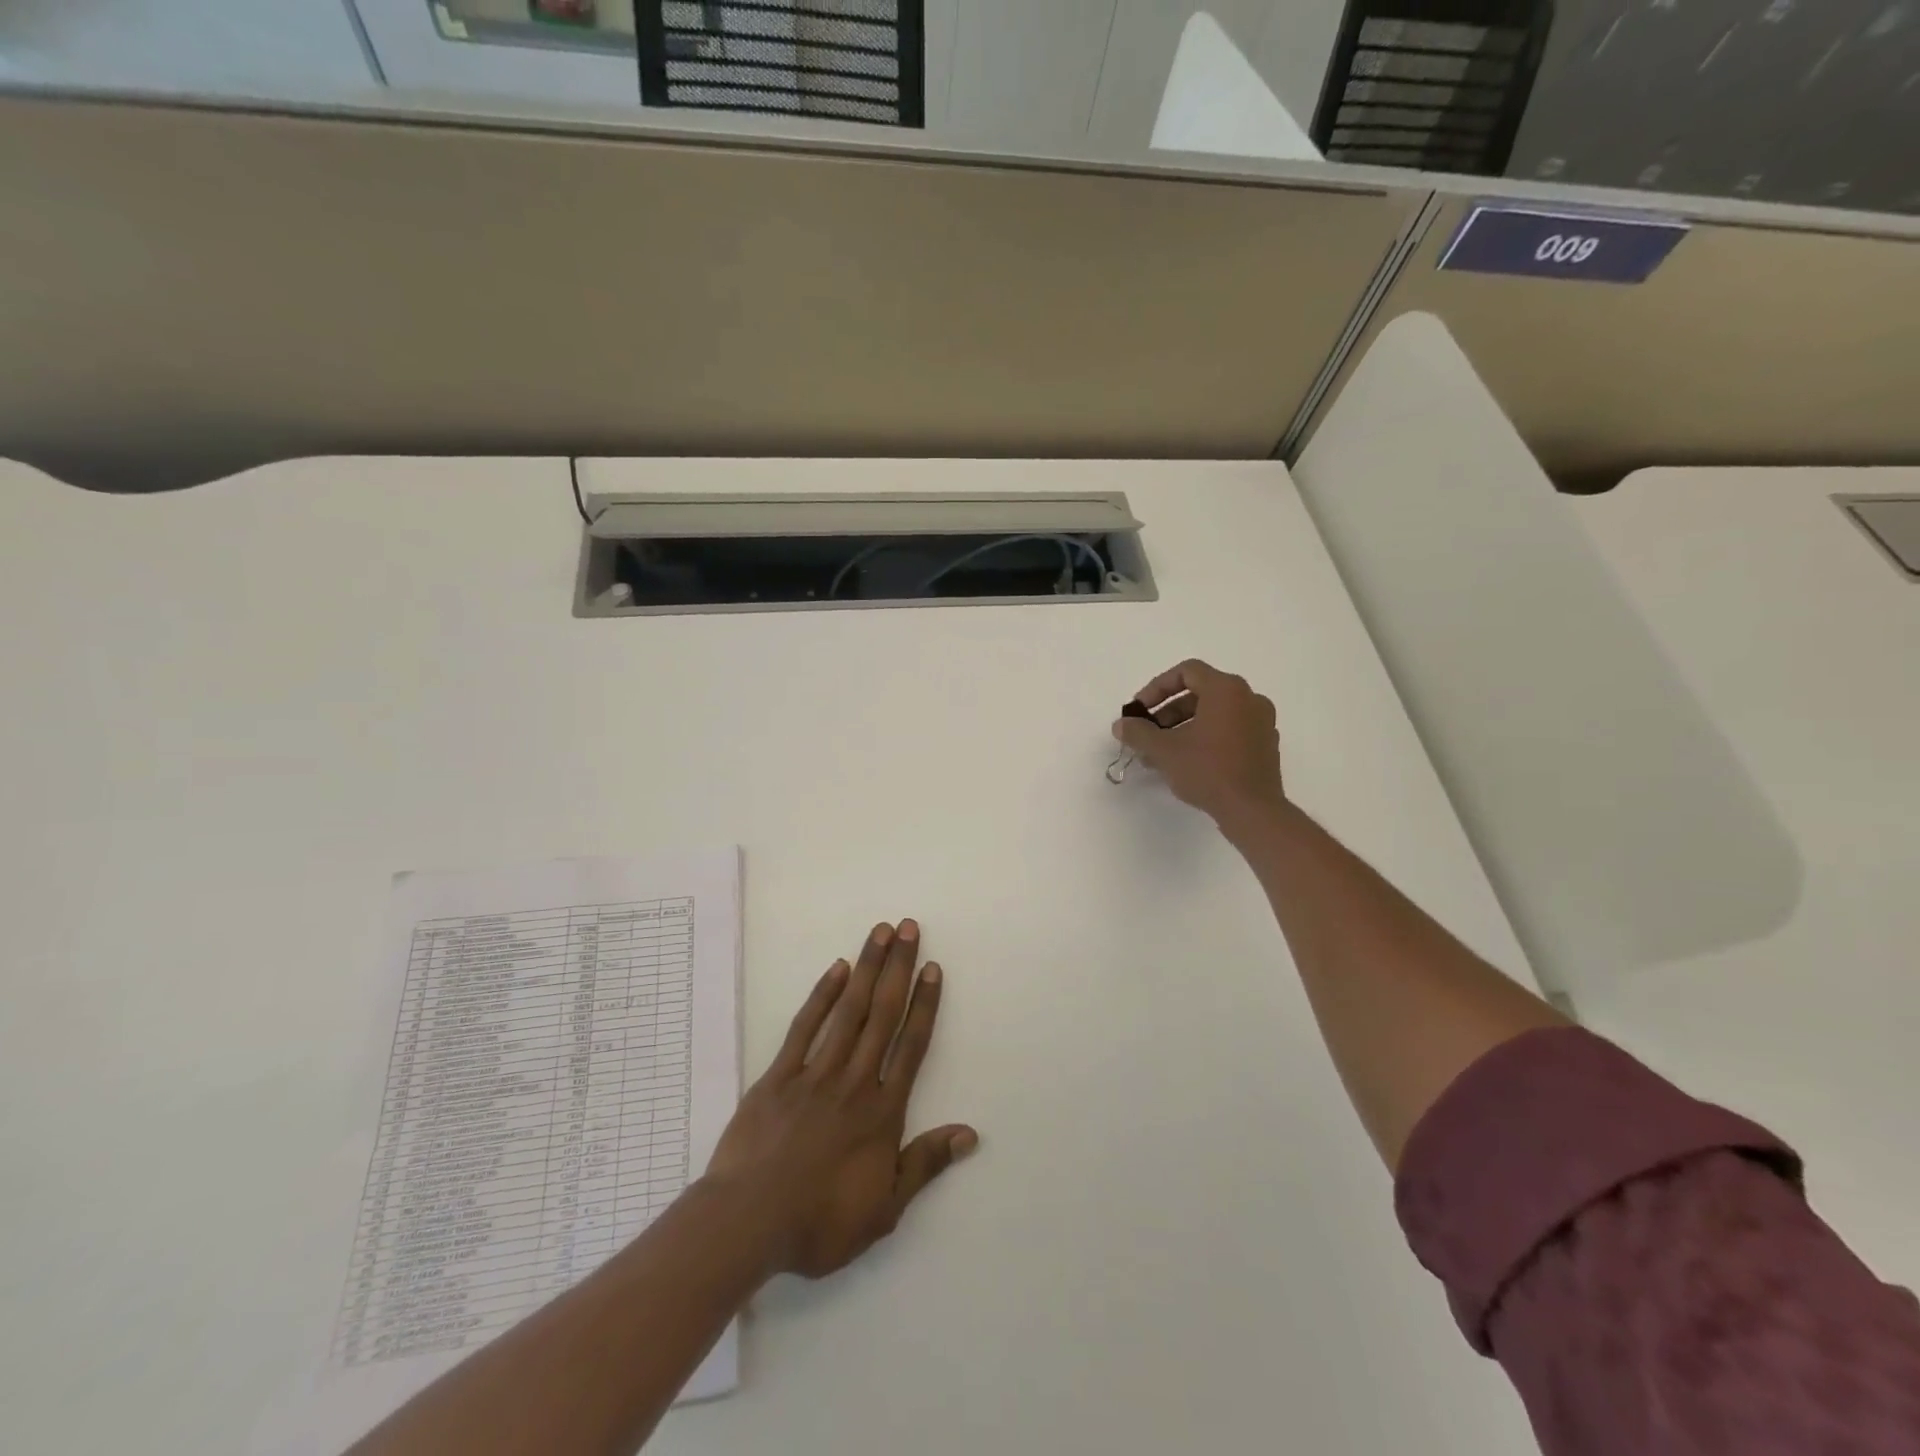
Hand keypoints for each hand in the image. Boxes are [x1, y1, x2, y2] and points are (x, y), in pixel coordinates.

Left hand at [704, 920, 976, 1279]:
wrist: (748, 1223)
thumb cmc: (819, 1222)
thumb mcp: (884, 1209)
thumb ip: (925, 1164)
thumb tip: (969, 1133)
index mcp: (882, 1111)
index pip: (911, 1046)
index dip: (925, 1004)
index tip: (933, 968)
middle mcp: (854, 1080)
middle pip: (883, 1014)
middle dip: (899, 968)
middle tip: (910, 928)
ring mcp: (815, 1073)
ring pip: (849, 1010)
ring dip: (868, 968)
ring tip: (881, 933)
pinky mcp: (779, 1075)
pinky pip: (804, 1026)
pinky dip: (822, 995)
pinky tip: (837, 969)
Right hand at [1112, 659, 1285, 828]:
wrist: (1253, 811)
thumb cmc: (1208, 771)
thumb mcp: (1164, 750)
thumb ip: (1138, 732)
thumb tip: (1121, 724)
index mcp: (1226, 690)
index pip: (1187, 672)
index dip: (1157, 688)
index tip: (1140, 711)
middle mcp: (1249, 698)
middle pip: (1200, 692)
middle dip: (1168, 711)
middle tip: (1148, 733)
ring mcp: (1262, 722)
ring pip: (1214, 713)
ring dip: (1184, 726)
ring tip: (1161, 753)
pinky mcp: (1266, 745)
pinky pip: (1230, 730)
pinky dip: (1206, 737)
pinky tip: (1187, 762)